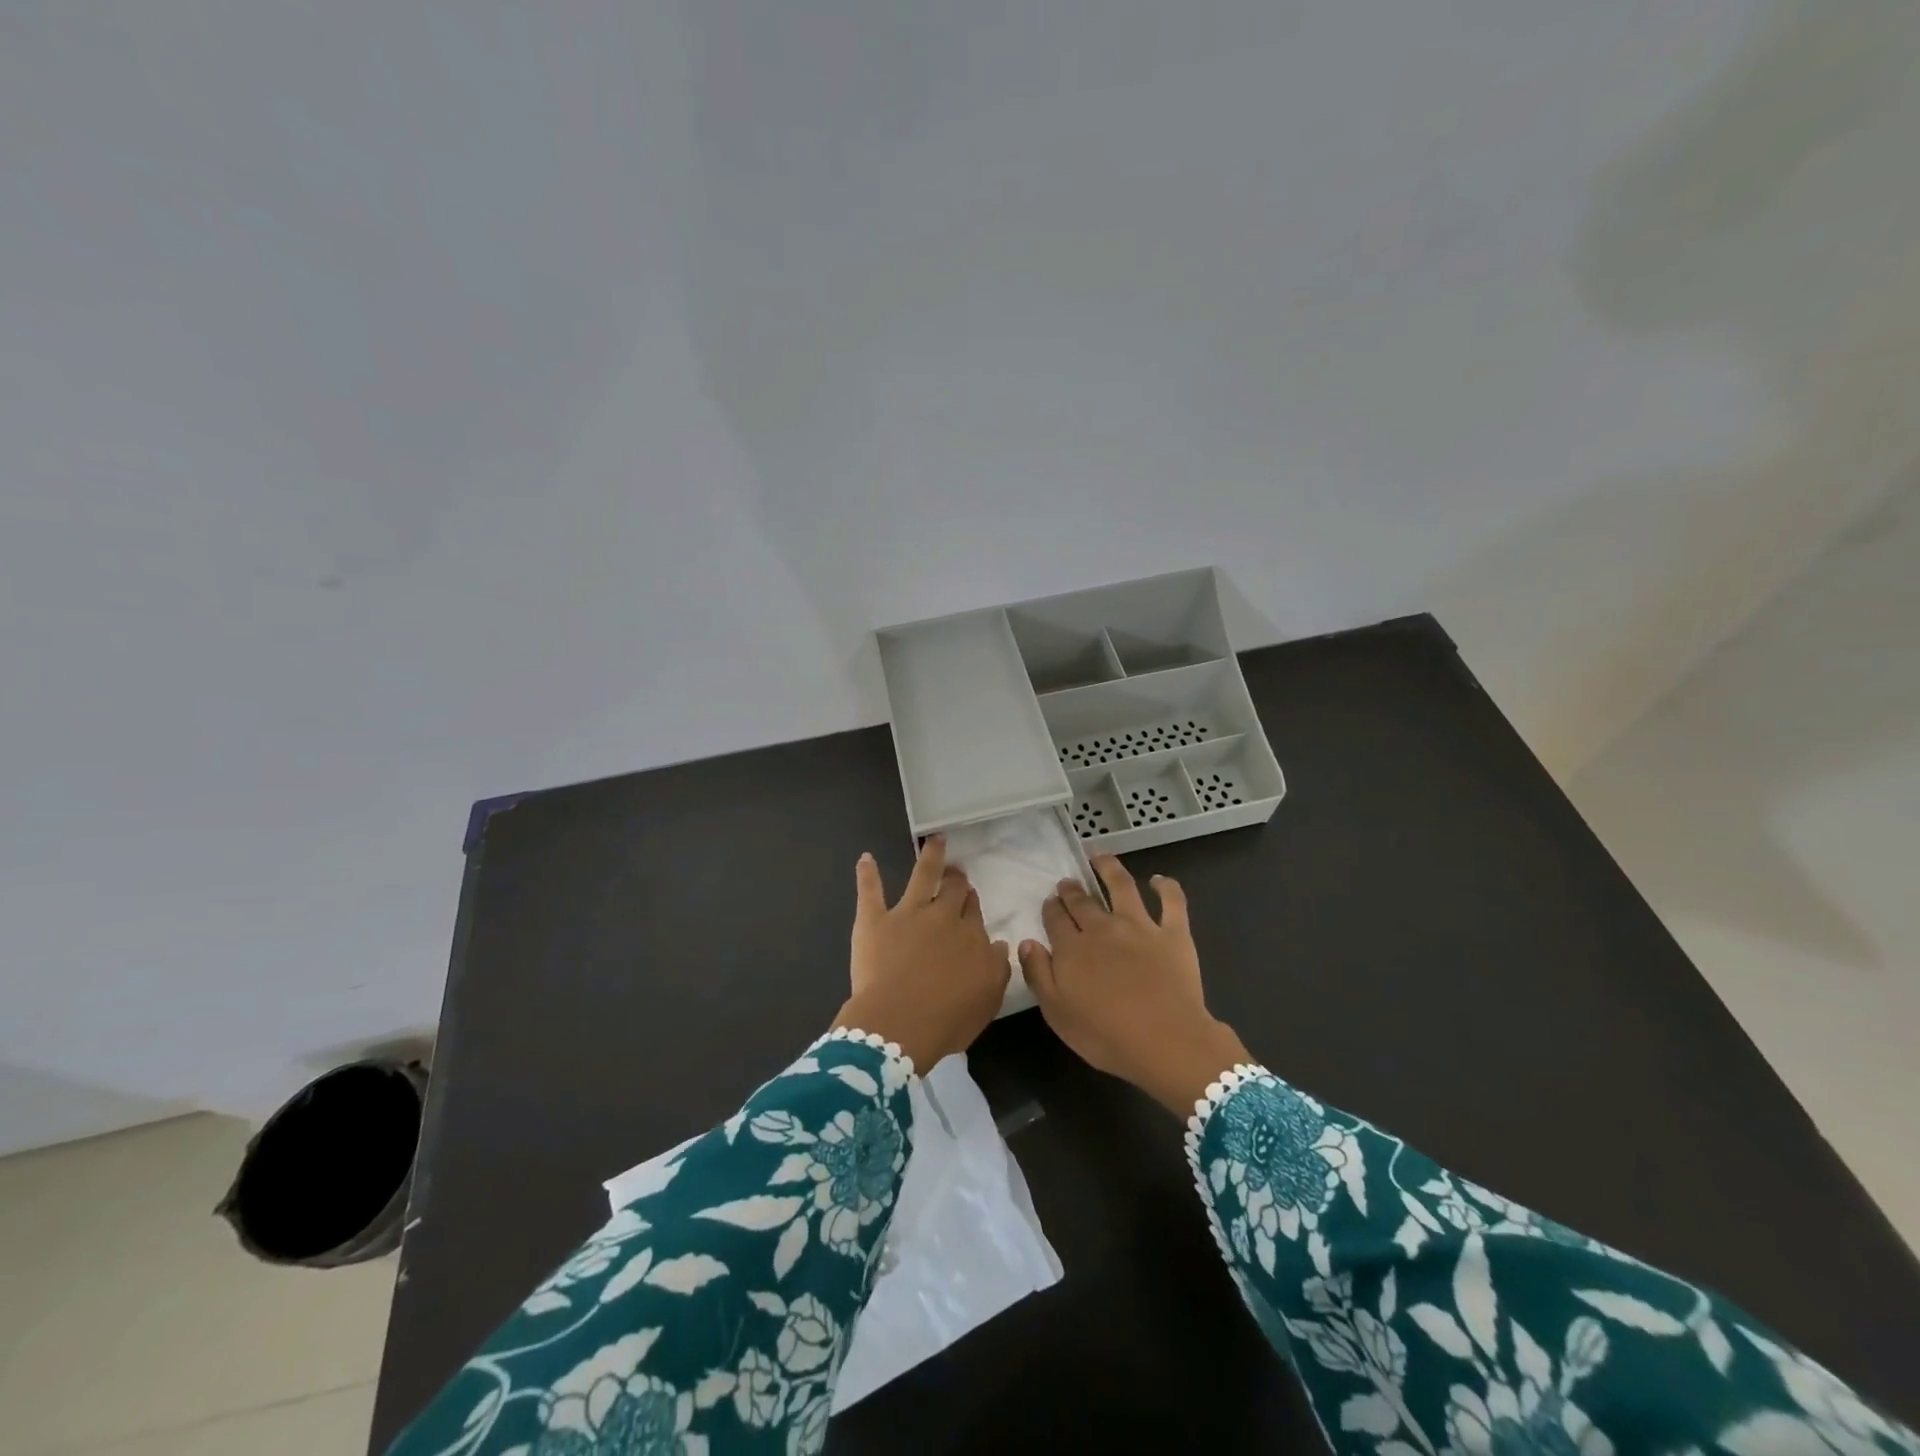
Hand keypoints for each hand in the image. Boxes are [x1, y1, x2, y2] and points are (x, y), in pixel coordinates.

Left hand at [833, 834, 1011, 1071]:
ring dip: (930, 856)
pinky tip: (865, 858)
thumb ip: (997, 968)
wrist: (899, 1024)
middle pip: (953, 891)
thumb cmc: (947, 1020)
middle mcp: (942, 918)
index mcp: (970, 938)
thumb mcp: (987, 1000)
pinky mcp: (875, 920)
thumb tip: (999, 944)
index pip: (973, 914)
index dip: (971, 903)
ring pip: (922, 876)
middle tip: (957, 870)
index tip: (970, 897)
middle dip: (957, 878)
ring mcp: (907, 914)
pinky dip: (867, 874)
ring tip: (934, 840)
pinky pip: (870, 891)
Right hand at [1017, 854, 1249, 1114]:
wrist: (1166, 1042)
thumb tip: (1027, 942)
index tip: (1050, 903)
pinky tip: (1159, 880)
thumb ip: (1038, 974)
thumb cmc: (1105, 1036)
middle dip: (1072, 890)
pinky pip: (1172, 901)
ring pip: (1122, 886)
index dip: (1051, 908)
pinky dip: (1166, 886)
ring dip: (1109, 868)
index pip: (1056, 919)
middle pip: (1083, 902)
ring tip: (1101, 858)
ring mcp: (1140, 926)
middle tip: (1068, 884)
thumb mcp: (1057, 1013)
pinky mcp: (1173, 933)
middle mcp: (1103, 928)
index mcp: (1072, 949)